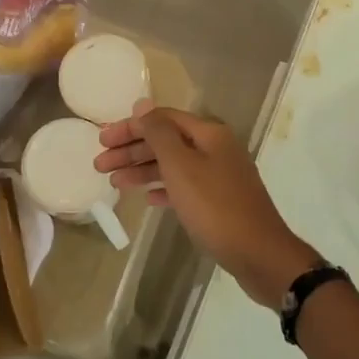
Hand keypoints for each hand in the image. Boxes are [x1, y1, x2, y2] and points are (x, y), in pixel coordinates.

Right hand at [95, 102, 319, 307]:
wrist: (259, 254)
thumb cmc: (215, 207)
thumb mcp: (181, 167)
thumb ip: (159, 134)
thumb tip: (142, 105)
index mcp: (209, 134)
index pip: (162, 119)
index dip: (130, 127)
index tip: (102, 141)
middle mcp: (216, 148)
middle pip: (166, 141)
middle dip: (132, 150)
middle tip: (100, 165)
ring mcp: (220, 175)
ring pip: (174, 165)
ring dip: (143, 170)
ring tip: (115, 183)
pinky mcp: (221, 201)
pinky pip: (185, 187)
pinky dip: (164, 189)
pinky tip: (147, 199)